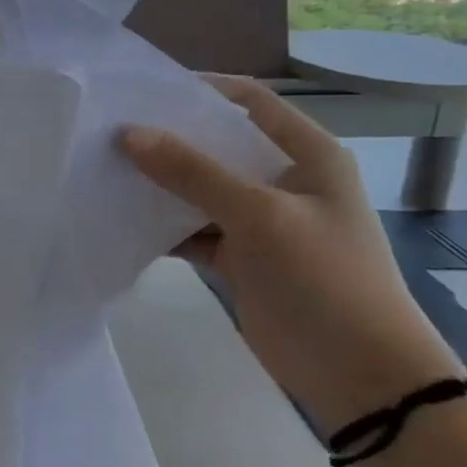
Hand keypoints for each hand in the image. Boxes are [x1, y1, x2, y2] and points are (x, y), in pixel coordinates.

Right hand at [120, 75, 460, 435]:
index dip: (200, 89)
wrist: (362, 377)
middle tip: (111, 128)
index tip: (143, 90)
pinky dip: (162, 224)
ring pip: (199, 187)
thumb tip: (129, 134)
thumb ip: (193, 172)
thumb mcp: (260, 216)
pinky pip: (192, 227)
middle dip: (167, 137)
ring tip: (104, 168)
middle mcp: (282, 179)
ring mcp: (260, 220)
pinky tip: (121, 217)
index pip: (249, 100)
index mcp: (306, 155)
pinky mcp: (241, 256)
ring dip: (159, 181)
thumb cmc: (324, 279)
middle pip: (216, 143)